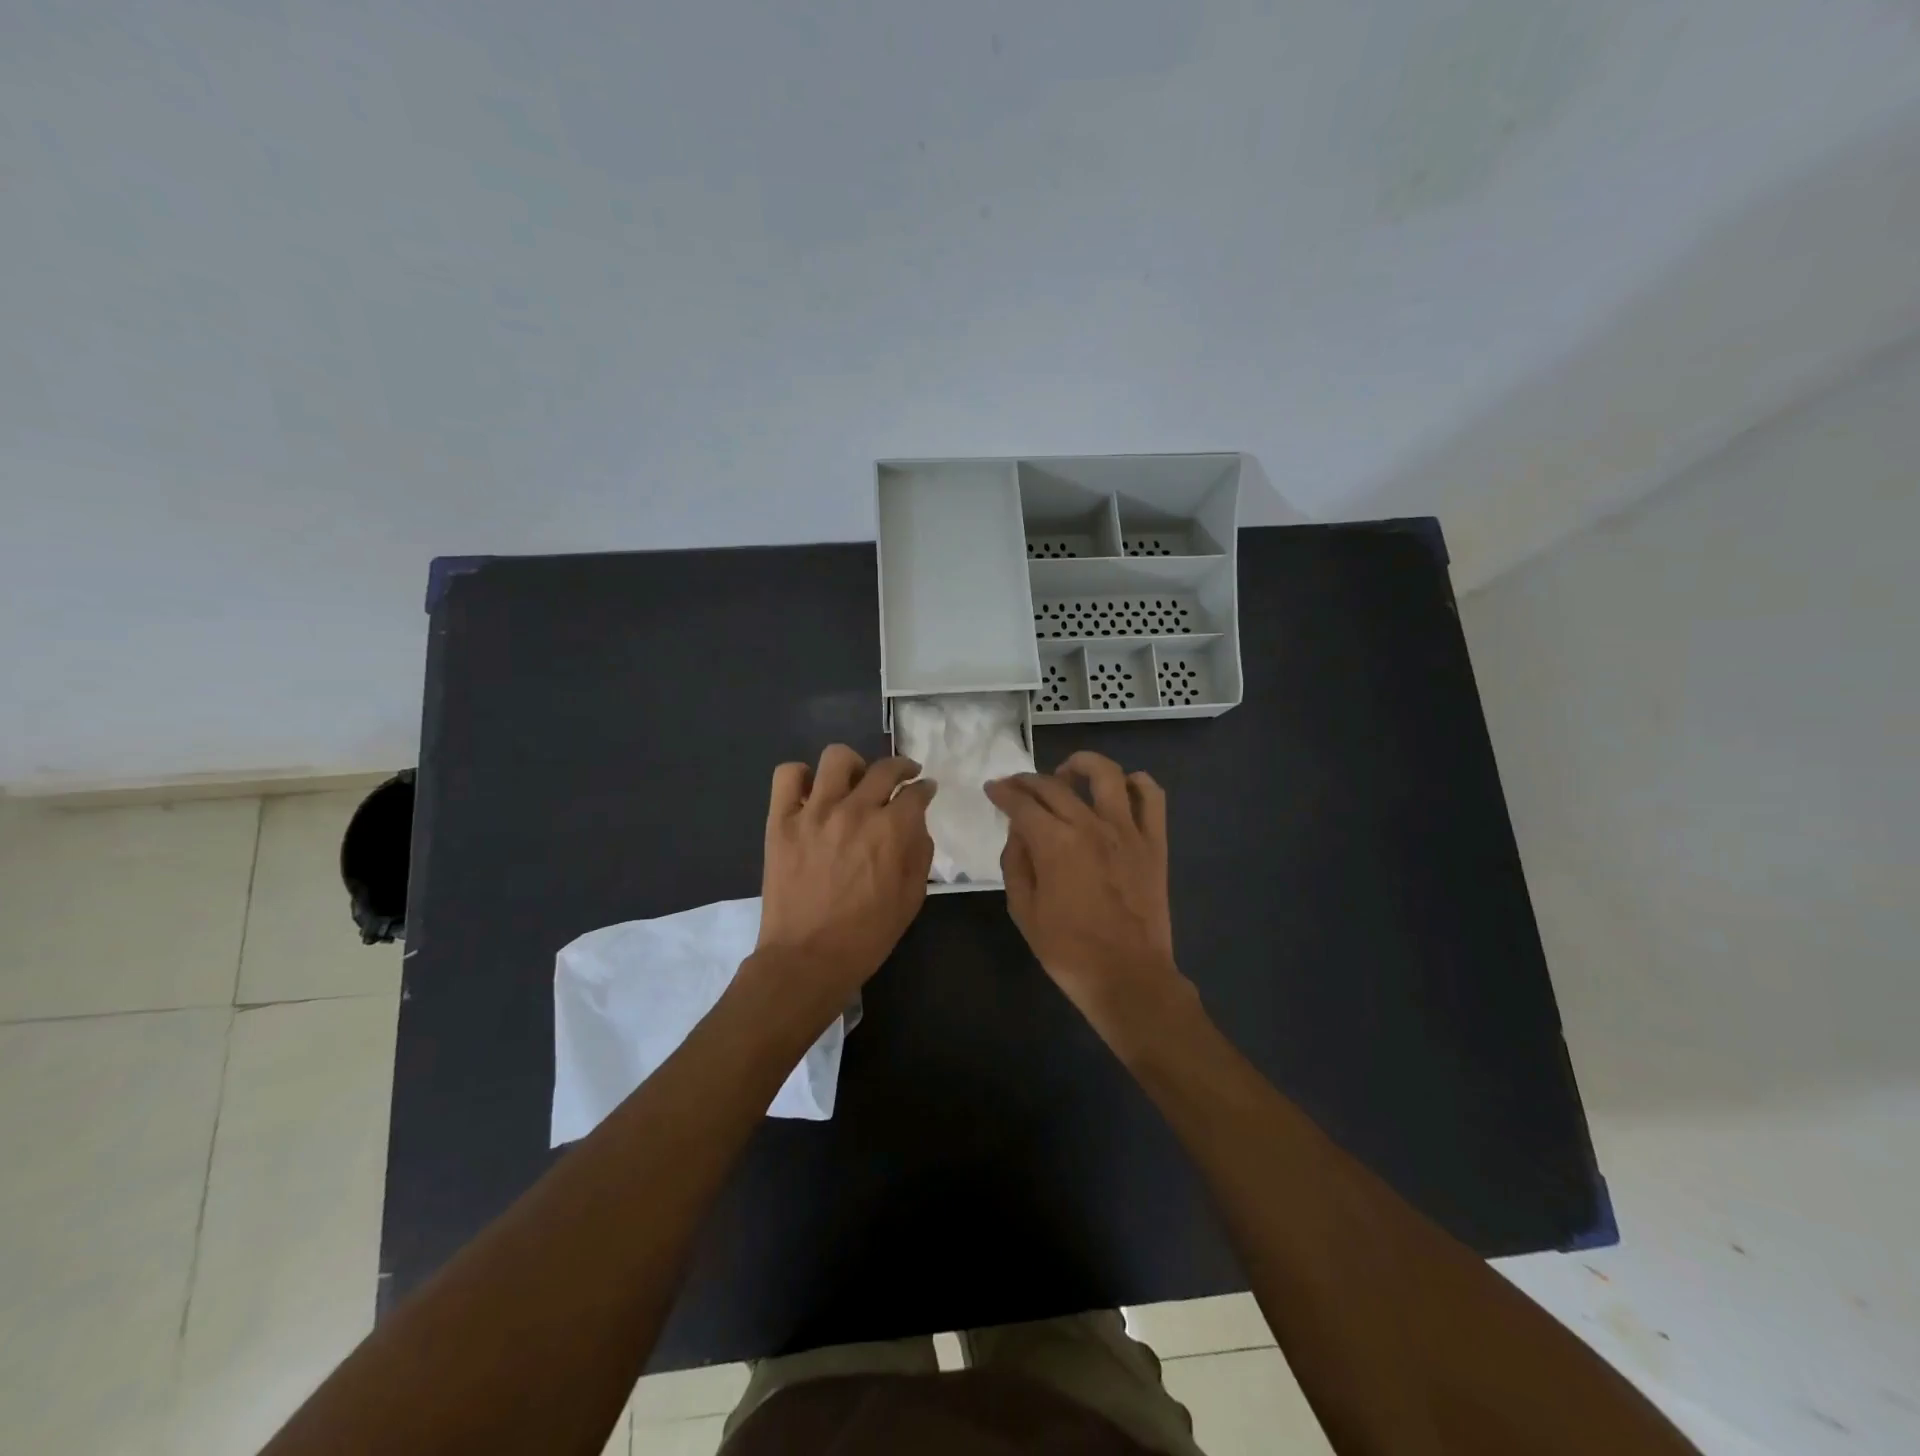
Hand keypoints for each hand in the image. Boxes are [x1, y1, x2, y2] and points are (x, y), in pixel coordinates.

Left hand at [751, 745, 935, 1017]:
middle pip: (884, 768)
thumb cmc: (867, 935)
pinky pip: (788, 776)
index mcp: (891, 830)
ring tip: (853, 782)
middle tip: (902, 778)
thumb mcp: (912, 898)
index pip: (916, 792)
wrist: (807, 959)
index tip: (925, 790)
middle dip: (901, 768)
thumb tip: (917, 824)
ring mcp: (814, 812)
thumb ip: (919, 853)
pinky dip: (801, 777)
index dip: (925, 788)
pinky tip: (812, 794)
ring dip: (853, 766)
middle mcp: (855, 810)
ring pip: (837, 758)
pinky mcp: (781, 820)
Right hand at [985, 751, 1193, 1044]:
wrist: (1128, 977)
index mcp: (1054, 843)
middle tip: (1017, 787)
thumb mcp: (1024, 911)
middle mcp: (1090, 825)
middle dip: (1028, 780)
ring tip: (1068, 773)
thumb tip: (1018, 833)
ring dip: (1082, 765)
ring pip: (1107, 774)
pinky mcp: (1154, 842)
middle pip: (1054, 785)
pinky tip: (1121, 788)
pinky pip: (1152, 797)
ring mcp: (1127, 830)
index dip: (1002, 792)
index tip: (993, 789)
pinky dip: (1137, 783)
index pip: (1021, 804)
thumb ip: (1016, 864)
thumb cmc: (1069, 951)